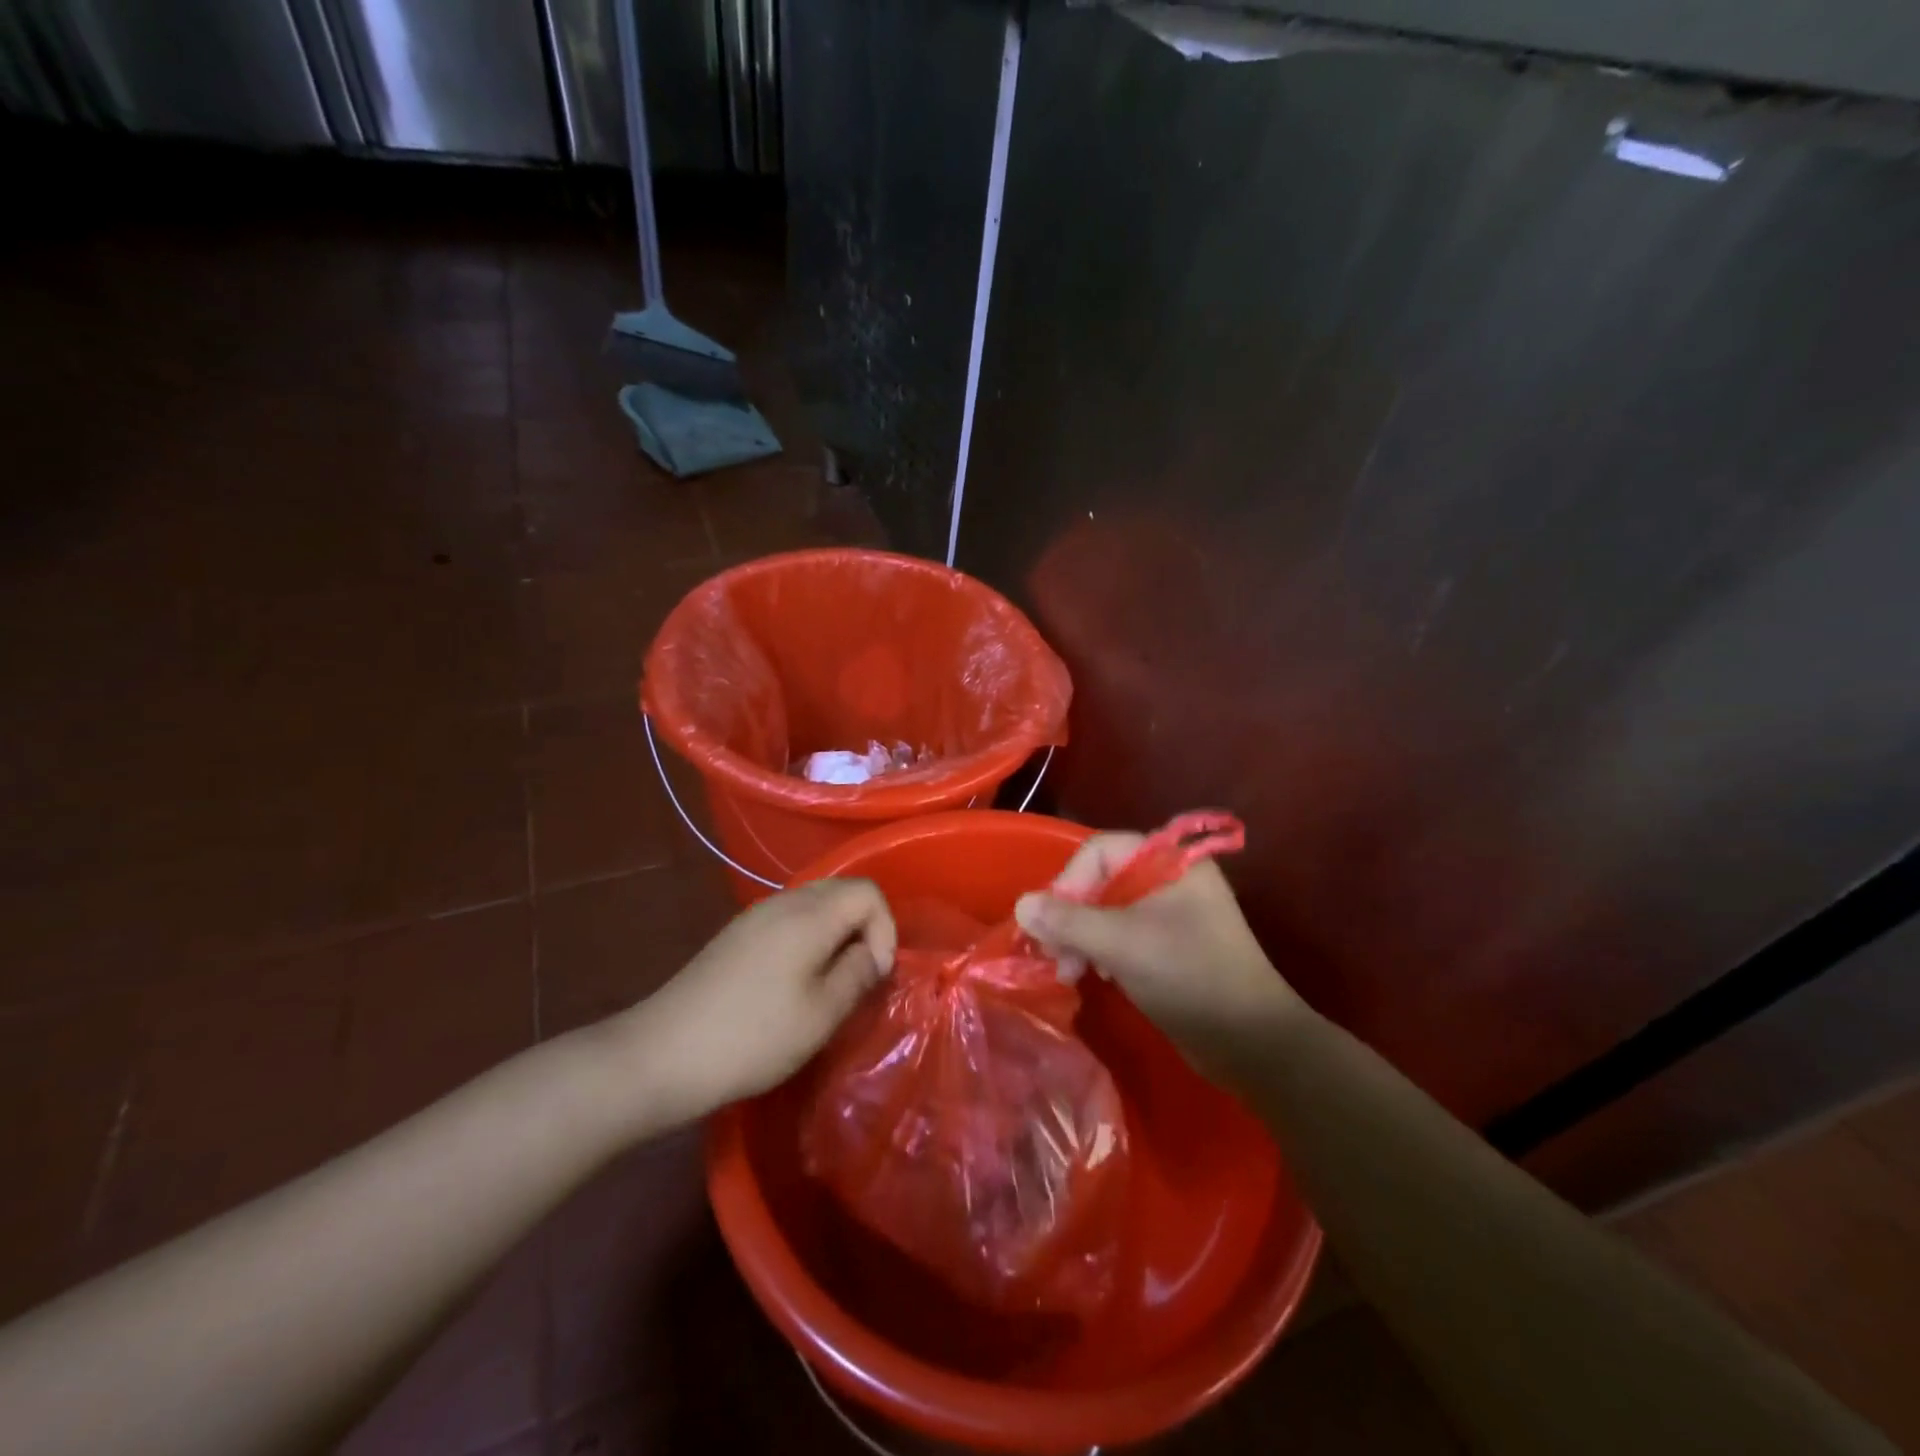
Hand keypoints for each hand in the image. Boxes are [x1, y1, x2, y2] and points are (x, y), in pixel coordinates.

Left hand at [619, 879, 896, 1123]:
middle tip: (860, 976)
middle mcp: (783, 902)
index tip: (876, 974)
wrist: (662, 1053)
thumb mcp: (820, 1014)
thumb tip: (872, 954)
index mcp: (809, 915)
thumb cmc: (753, 1036)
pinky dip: (808, 940)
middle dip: (863, 929)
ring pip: (814, 905)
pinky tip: (794, 983)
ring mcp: (754, 916)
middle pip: (841, 892)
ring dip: (835, 935)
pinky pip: (788, 920)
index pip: (868, 892)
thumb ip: (857, 975)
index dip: (885, 929)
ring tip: (831, 983)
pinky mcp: (736, 935)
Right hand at [1014, 834, 1302, 1085]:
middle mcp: (1171, 878)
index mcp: (1170, 861)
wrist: (1254, 1042)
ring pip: (1109, 909)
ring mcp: (1173, 912)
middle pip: (1102, 879)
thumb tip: (1021, 904)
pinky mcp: (1171, 944)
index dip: (1069, 882)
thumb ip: (1068, 921)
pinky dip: (1102, 949)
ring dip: (1082, 936)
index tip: (1051, 923)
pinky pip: (1124, 933)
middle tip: (1054, 954)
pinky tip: (1097, 975)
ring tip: (1070, 971)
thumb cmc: (1190, 977)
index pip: (1100, 851)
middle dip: (1072, 915)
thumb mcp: (1122, 945)